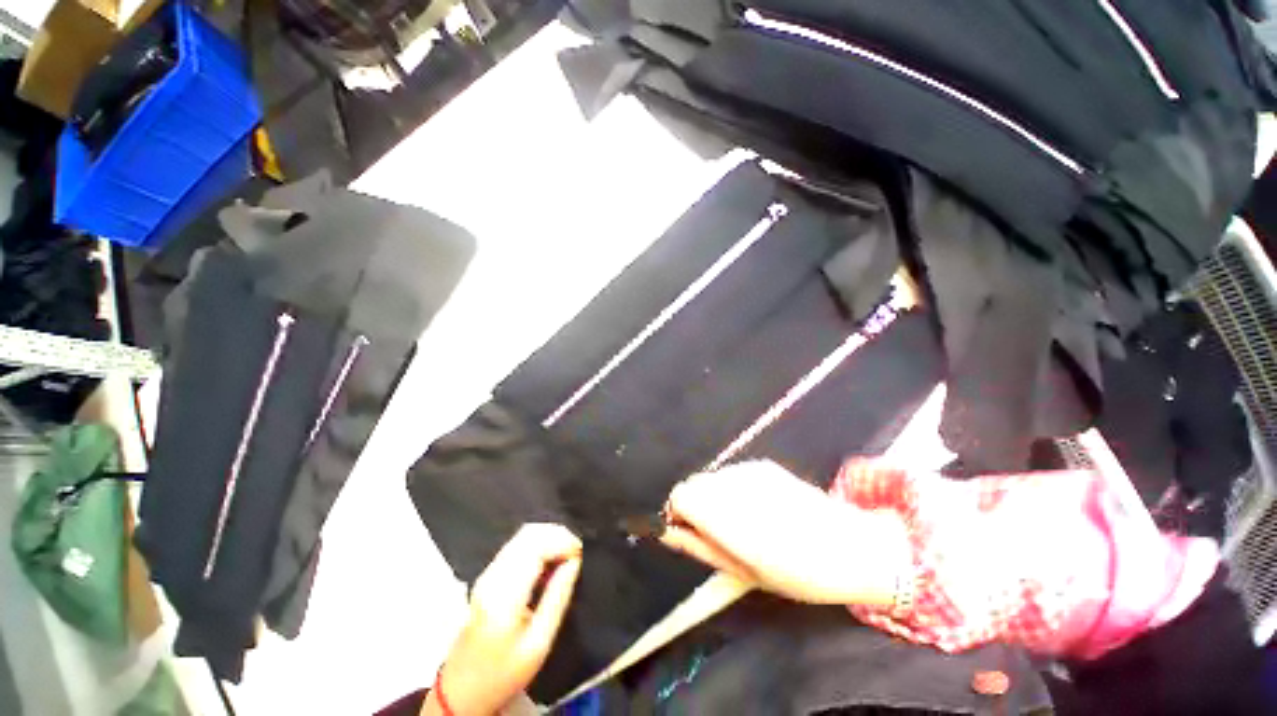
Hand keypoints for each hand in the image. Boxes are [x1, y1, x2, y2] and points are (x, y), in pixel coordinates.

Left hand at [428, 524, 582, 715]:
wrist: (461, 691)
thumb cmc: (504, 673)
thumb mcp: (539, 643)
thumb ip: (558, 597)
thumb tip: (574, 561)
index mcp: (505, 595)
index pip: (535, 546)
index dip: (561, 540)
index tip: (580, 552)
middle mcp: (493, 576)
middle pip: (528, 533)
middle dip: (557, 534)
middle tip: (576, 552)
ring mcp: (486, 573)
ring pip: (522, 535)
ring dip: (547, 537)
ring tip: (566, 554)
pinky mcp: (487, 575)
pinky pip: (516, 545)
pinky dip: (537, 543)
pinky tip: (548, 560)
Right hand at [659, 460, 906, 605]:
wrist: (851, 546)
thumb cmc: (797, 573)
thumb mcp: (743, 573)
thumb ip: (699, 547)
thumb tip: (667, 533)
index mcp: (731, 519)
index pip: (681, 495)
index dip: (678, 512)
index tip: (688, 530)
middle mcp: (737, 486)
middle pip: (693, 483)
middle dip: (695, 504)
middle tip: (716, 531)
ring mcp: (751, 470)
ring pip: (711, 477)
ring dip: (713, 496)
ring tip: (740, 521)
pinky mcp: (763, 463)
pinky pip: (731, 473)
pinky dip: (731, 488)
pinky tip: (757, 506)